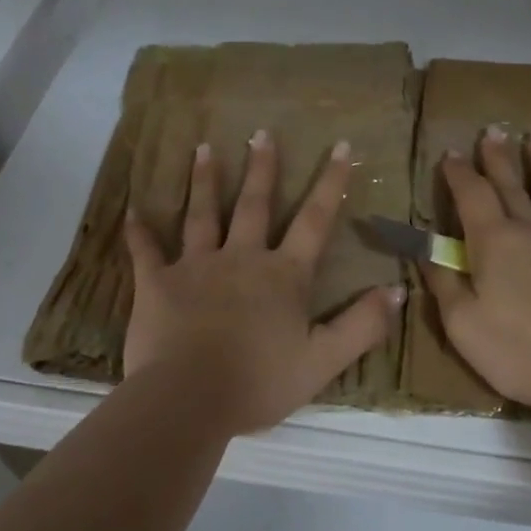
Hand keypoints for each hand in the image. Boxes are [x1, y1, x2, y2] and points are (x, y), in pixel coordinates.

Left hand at [123, 131, 406, 435]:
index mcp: (283, 275)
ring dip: (204, 181)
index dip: (331, 183)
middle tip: (261, 132)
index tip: (341, 146)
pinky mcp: (157, 283)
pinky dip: (139, 232)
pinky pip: (146, 252)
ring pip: (202, 215)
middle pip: (253, 205)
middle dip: (261, 168)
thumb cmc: (259, 382)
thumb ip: (362, 325)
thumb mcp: (323, 360)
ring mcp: (196, 267)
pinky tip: (132, 210)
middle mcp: (241, 258)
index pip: (314, 221)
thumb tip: (398, 289)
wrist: (189, 399)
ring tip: (204, 148)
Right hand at [424, 127, 530, 415]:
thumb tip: (424, 247)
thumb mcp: (461, 323)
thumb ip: (441, 280)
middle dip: (498, 157)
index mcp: (494, 243)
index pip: (471, 195)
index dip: (459, 173)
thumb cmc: (518, 351)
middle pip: (512, 185)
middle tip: (492, 130)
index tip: (451, 152)